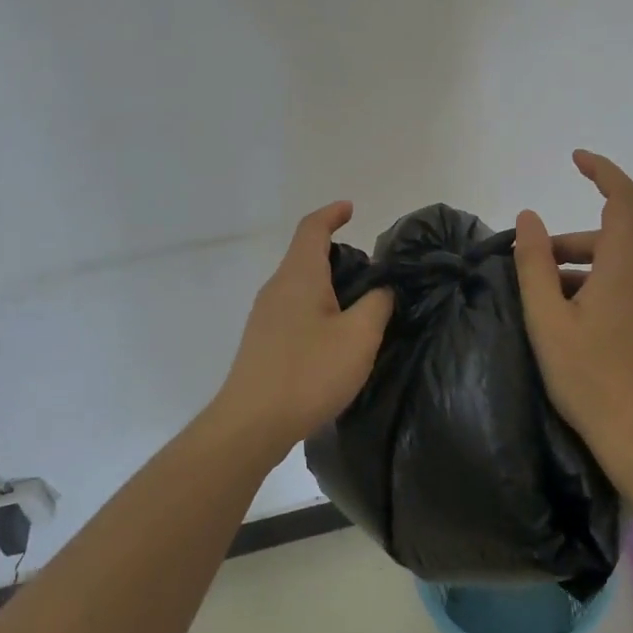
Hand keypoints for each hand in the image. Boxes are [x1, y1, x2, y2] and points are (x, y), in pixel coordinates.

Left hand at [216, 201, 394, 454]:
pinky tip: (334, 338)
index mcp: (299, 275)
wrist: (251, 424)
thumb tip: (382, 289)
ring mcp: (265, 315)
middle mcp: (278, 287)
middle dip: (338, 255)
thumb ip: (377, 304)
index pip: (312, 228)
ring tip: (360, 308)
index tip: (351, 208)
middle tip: (372, 274)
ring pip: (301, 285)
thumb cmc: (308, 372)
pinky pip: (294, 309)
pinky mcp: (262, 342)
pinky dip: (318, 309)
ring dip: (329, 286)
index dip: (332, 213)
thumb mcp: (359, 337)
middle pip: (306, 256)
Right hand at [515, 151, 632, 474]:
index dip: (602, 171)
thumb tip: (529, 217)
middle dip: (570, 251)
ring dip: (590, 278)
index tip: (577, 160)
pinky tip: (594, 331)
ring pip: (625, 271)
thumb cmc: (591, 379)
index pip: (624, 199)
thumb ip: (534, 264)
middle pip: (611, 242)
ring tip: (559, 313)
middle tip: (535, 281)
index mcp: (627, 267)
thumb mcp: (548, 322)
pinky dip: (614, 295)